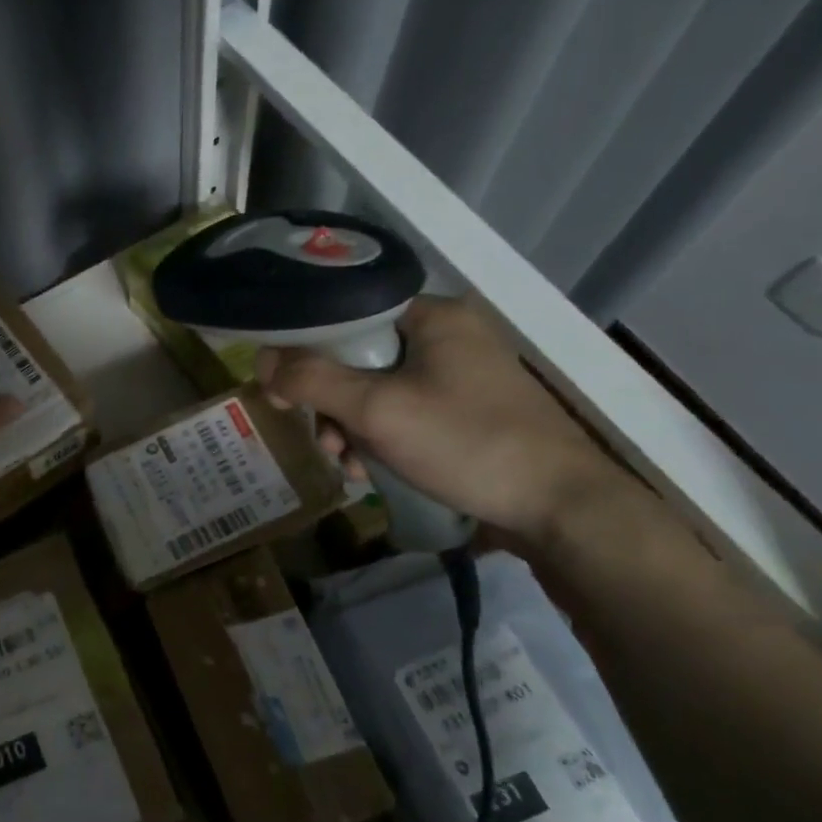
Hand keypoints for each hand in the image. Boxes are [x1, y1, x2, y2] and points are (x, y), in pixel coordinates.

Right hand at [255, 296, 623, 546]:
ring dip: (351, 428)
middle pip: (359, 356)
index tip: (282, 386)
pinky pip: (404, 413)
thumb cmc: (465, 443)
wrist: (560, 509)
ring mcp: (461, 376)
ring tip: (347, 463)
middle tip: (323, 437)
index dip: (306, 347)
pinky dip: (380, 439)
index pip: (349, 313)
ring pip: (378, 390)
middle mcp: (448, 336)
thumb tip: (260, 359)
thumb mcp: (377, 410)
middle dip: (331, 402)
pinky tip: (371, 472)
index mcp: (434, 316)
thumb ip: (312, 379)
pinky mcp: (468, 412)